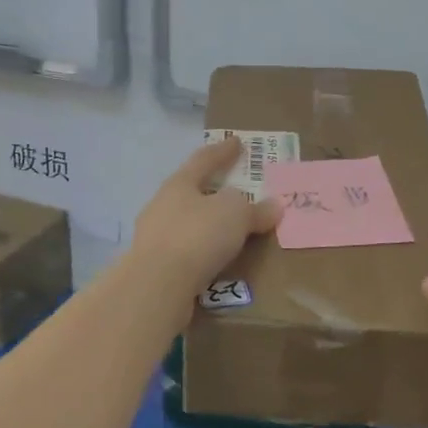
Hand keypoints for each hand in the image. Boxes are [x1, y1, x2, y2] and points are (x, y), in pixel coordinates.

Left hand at [127, 139, 280, 305]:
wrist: (157, 285)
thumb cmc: (197, 235)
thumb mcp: (235, 215)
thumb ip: (255, 209)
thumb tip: (273, 206)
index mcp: (179, 184)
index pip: (204, 160)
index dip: (223, 151)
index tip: (237, 142)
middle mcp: (162, 205)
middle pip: (191, 191)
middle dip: (213, 190)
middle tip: (235, 190)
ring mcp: (154, 236)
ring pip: (187, 223)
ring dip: (207, 224)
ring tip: (230, 230)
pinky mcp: (155, 266)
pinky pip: (186, 251)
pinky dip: (203, 251)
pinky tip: (216, 259)